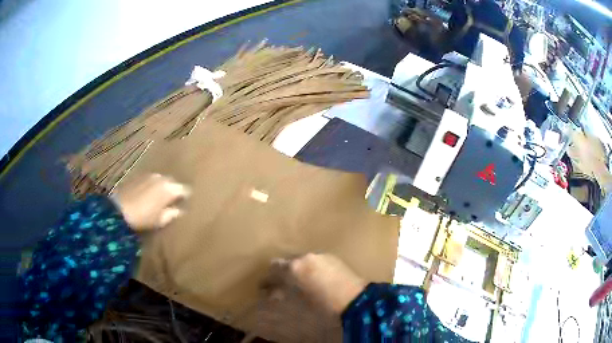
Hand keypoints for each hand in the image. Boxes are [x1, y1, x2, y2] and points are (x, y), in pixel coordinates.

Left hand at [111, 174, 189, 230]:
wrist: (119, 209)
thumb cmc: (143, 217)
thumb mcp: (160, 220)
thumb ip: (172, 214)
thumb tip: (180, 210)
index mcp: (169, 189)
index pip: (185, 190)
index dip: (186, 198)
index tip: (185, 204)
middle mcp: (161, 178)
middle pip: (173, 183)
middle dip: (173, 191)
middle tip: (172, 202)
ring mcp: (149, 175)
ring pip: (161, 180)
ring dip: (162, 187)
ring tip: (159, 198)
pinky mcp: (138, 175)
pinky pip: (150, 180)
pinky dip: (152, 186)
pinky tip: (148, 195)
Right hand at [267, 253, 366, 314]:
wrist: (356, 301)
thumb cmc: (323, 307)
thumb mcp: (297, 303)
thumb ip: (282, 295)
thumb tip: (272, 293)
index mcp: (294, 268)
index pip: (273, 268)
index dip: (267, 279)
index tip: (264, 287)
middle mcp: (305, 257)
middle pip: (286, 261)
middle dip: (281, 273)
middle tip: (280, 285)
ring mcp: (320, 255)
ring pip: (301, 260)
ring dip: (296, 269)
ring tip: (298, 283)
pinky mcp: (332, 257)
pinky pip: (314, 260)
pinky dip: (309, 268)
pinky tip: (314, 279)